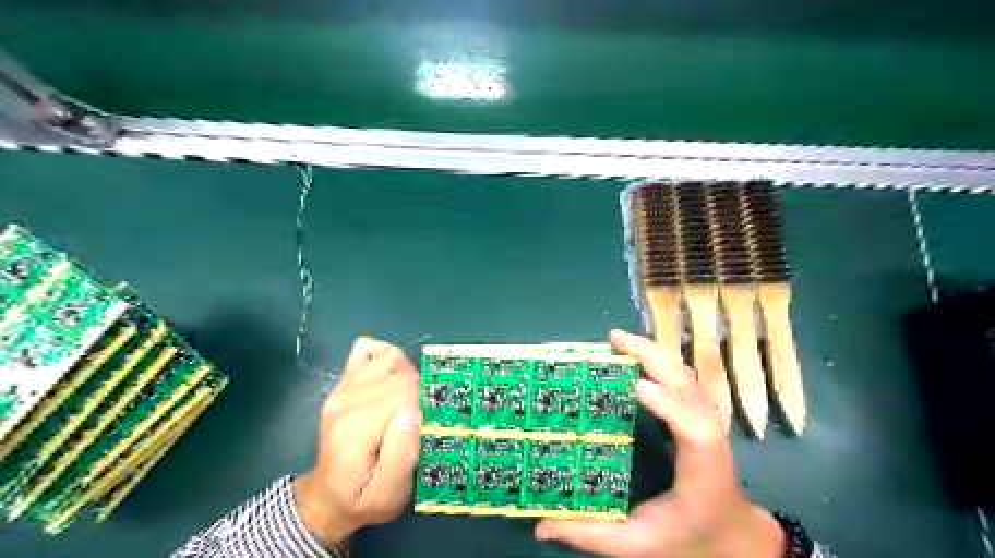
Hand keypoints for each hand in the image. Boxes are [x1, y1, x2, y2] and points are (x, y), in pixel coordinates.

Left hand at [293, 335, 420, 547]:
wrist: (327, 497)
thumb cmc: (362, 497)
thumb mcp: (387, 494)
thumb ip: (401, 455)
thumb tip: (414, 412)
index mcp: (357, 425)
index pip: (405, 391)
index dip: (425, 405)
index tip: (427, 426)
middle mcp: (347, 397)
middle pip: (401, 372)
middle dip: (420, 391)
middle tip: (420, 419)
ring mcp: (343, 385)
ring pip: (391, 356)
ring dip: (408, 373)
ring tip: (409, 399)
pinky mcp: (345, 381)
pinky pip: (369, 349)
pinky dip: (386, 356)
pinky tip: (392, 378)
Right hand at [537, 332, 784, 557]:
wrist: (731, 535)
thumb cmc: (689, 538)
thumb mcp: (638, 544)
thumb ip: (591, 535)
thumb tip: (540, 529)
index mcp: (701, 470)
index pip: (694, 430)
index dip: (669, 404)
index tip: (637, 385)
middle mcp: (708, 436)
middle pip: (688, 385)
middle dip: (653, 356)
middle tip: (614, 339)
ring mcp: (707, 419)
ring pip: (684, 374)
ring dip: (653, 352)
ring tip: (619, 340)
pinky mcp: (699, 413)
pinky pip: (680, 377)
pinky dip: (658, 359)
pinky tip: (635, 354)